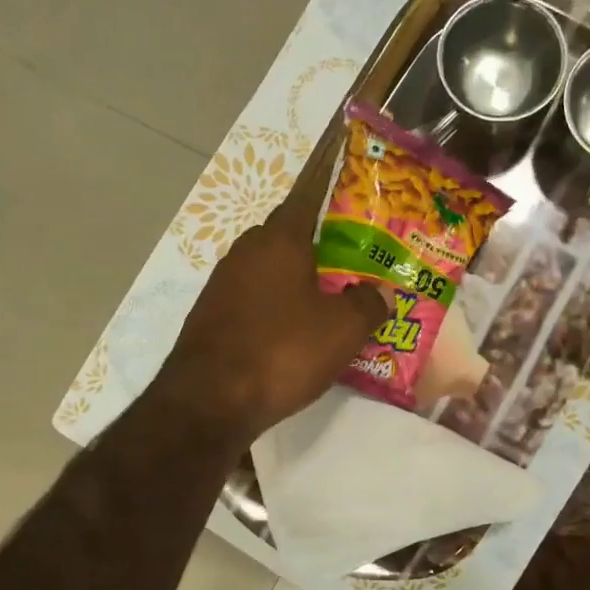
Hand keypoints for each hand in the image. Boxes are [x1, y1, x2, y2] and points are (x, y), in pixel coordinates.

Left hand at [156, 136, 388, 441]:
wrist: (209, 401)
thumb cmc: (282, 351)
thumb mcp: (343, 330)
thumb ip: (369, 304)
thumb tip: (381, 292)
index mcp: (279, 240)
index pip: (307, 197)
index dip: (328, 189)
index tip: (348, 189)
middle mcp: (245, 252)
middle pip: (288, 237)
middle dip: (319, 247)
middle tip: (351, 265)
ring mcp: (222, 284)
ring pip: (269, 270)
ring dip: (295, 281)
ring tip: (328, 302)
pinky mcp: (210, 316)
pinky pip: (252, 299)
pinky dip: (274, 307)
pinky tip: (291, 334)